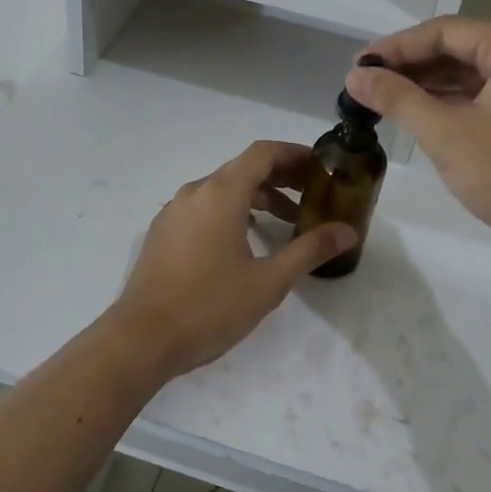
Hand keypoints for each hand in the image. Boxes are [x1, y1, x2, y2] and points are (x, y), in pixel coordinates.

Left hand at [109, 141, 356, 379]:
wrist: (142, 338)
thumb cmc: (210, 306)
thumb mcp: (269, 281)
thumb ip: (310, 250)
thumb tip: (347, 232)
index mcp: (220, 193)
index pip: (263, 153)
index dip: (295, 154)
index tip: (321, 168)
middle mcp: (194, 192)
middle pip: (243, 169)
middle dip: (281, 178)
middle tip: (312, 196)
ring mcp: (173, 212)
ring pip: (222, 190)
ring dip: (257, 198)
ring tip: (287, 223)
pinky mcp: (162, 233)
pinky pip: (203, 208)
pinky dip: (231, 212)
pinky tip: (245, 242)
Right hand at [347, 18, 490, 269]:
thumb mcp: (446, 133)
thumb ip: (398, 98)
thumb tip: (354, 77)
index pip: (445, 31)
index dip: (396, 46)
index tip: (357, 67)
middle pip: (458, 50)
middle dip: (409, 66)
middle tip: (364, 85)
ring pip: (469, 77)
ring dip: (426, 87)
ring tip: (381, 101)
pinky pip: (481, 101)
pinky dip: (448, 106)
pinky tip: (416, 119)